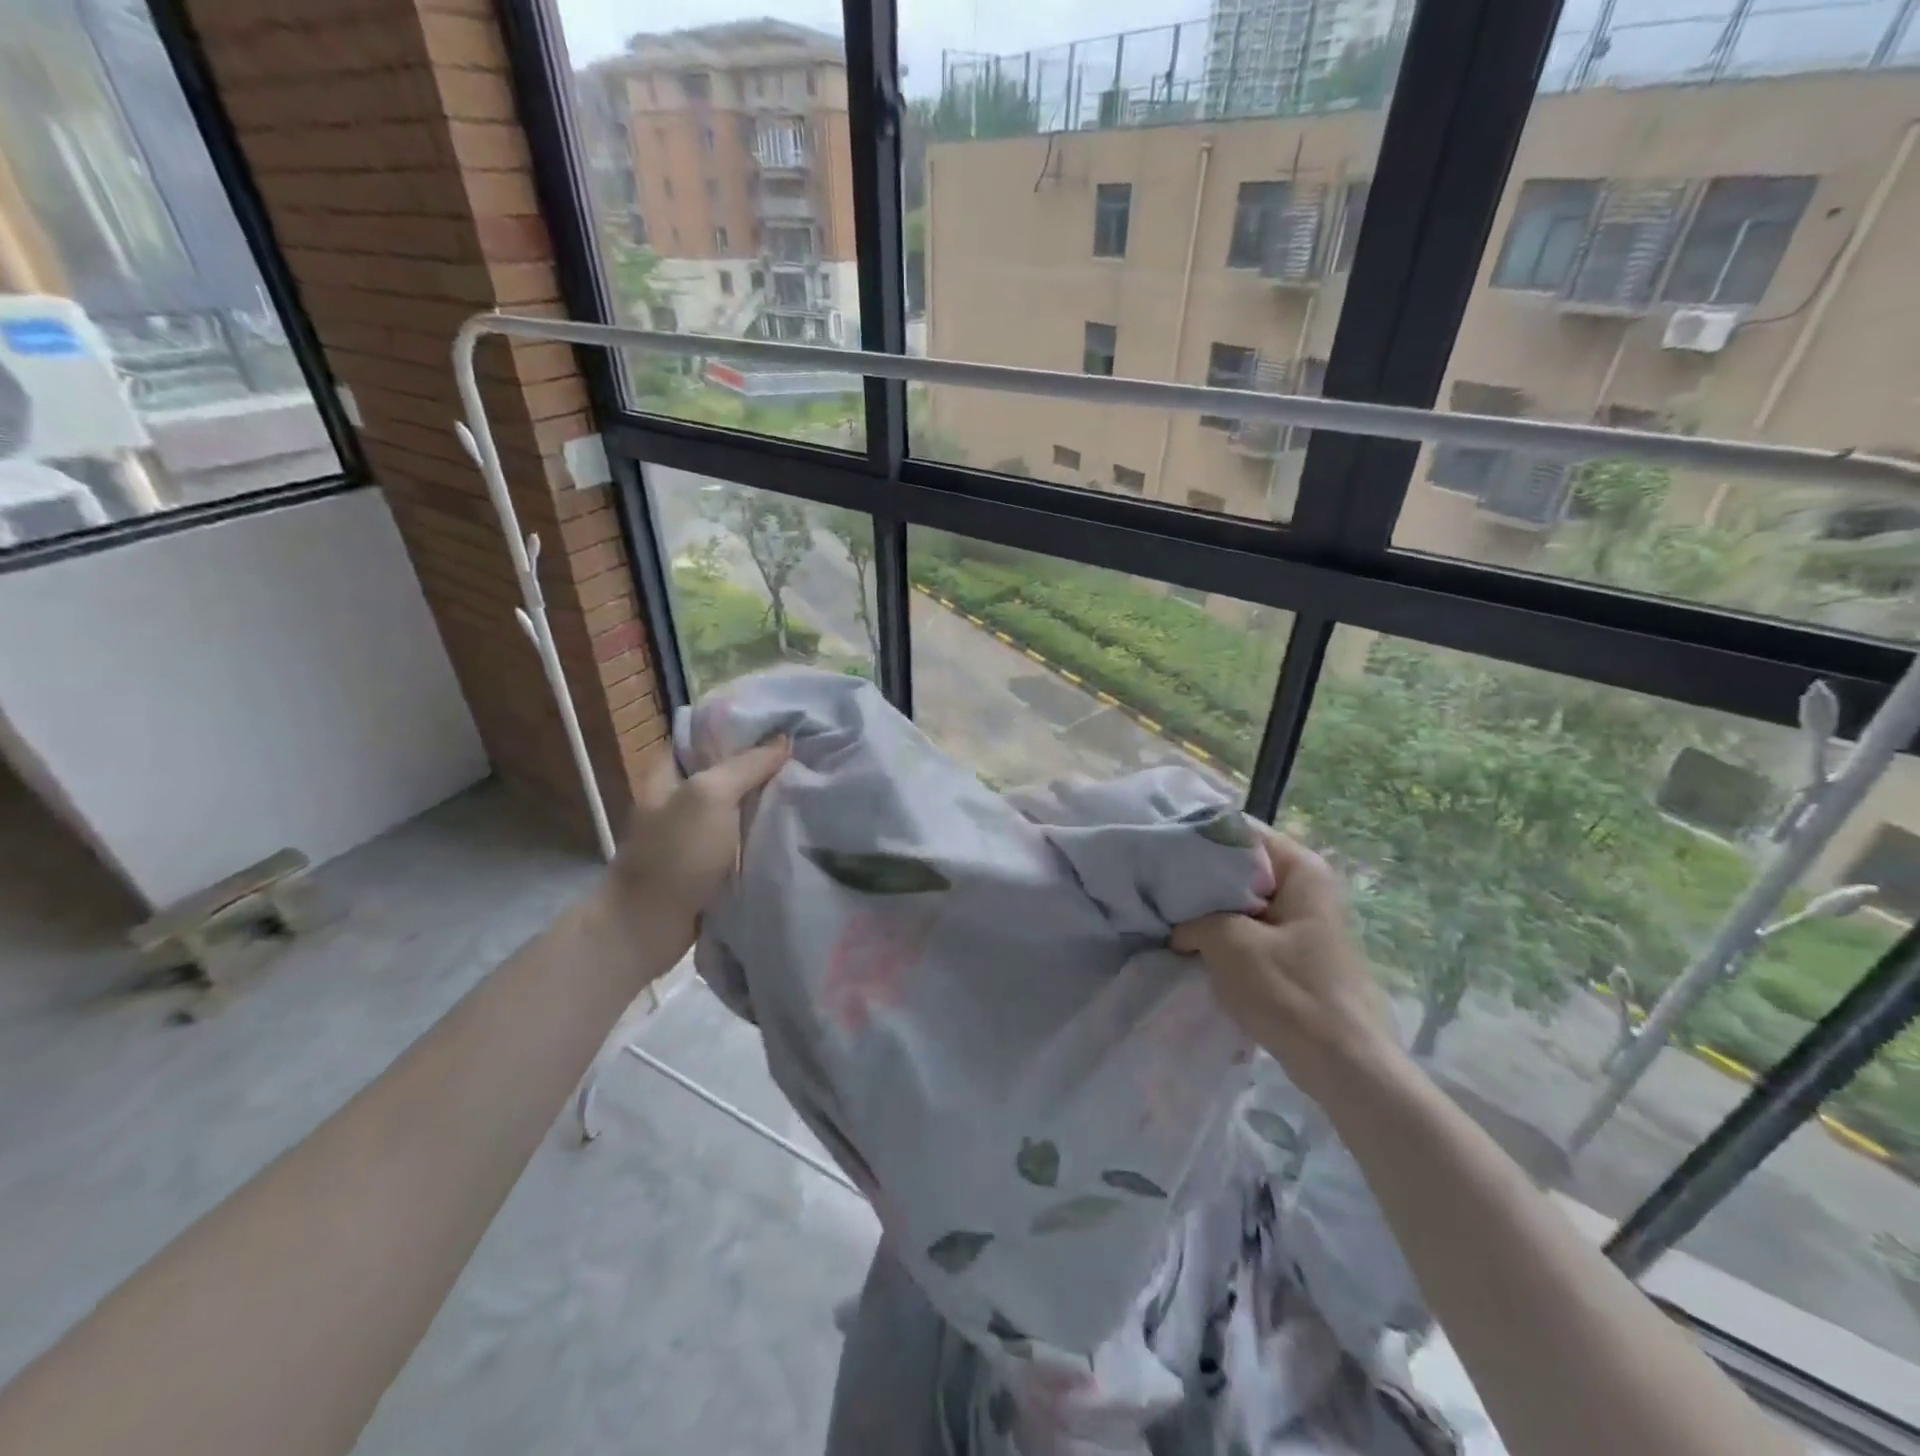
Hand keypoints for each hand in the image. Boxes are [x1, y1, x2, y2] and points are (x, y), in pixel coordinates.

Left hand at [603, 736, 789, 952]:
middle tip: (806, 753)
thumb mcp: (710, 796)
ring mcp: (696, 830)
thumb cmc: (675, 853)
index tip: (784, 722)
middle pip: (728, 769)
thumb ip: (747, 765)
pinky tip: (795, 823)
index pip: (707, 734)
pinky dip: (764, 831)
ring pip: (739, 805)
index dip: (742, 726)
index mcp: (670, 771)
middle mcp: (682, 796)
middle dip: (763, 764)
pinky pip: (743, 837)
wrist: (650, 925)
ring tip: (809, 784)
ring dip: (768, 799)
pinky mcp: (711, 861)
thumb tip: (784, 740)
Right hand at [1172, 827, 1400, 1100]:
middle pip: (1238, 865)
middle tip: (1153, 885)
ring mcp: (1301, 920)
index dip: (1194, 836)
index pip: (1238, 830)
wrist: (1344, 1066)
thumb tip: (1176, 923)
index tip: (1157, 849)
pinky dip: (1221, 934)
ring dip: (1206, 910)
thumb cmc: (1290, 992)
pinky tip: (1190, 945)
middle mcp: (1305, 885)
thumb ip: (1193, 916)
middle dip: (1196, 877)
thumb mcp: (1229, 943)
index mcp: (1301, 868)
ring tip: (1165, 915)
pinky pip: (1248, 928)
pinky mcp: (1293, 952)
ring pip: (1240, 900)